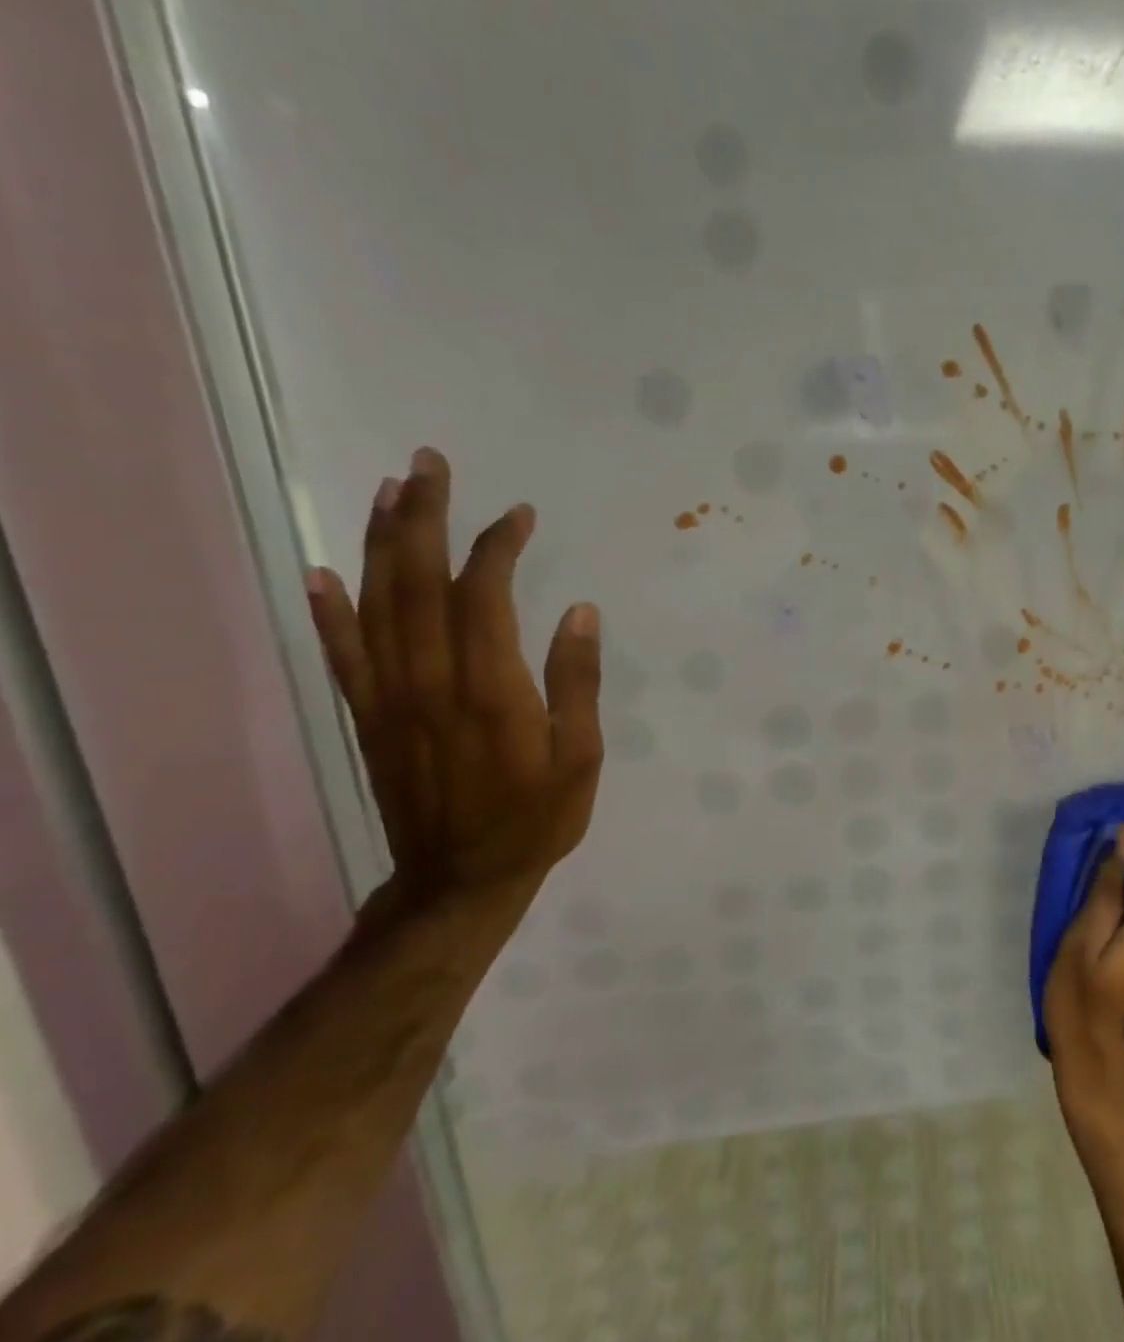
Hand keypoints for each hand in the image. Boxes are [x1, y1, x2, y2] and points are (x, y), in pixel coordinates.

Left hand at [304, 448, 602, 908]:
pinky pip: (343, 654)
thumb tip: (580, 611)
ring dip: (381, 543)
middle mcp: (430, 681)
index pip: (482, 595)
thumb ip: (578, 683)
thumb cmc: (538, 818)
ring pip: (376, 605)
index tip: (519, 514)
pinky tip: (322, 571)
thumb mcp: (583, 757)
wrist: (462, 878)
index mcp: (491, 690)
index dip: (497, 546)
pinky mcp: (369, 717)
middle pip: (417, 583)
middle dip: (424, 517)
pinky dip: (328, 610)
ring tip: (390, 492)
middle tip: (429, 463)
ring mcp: (391, 697)